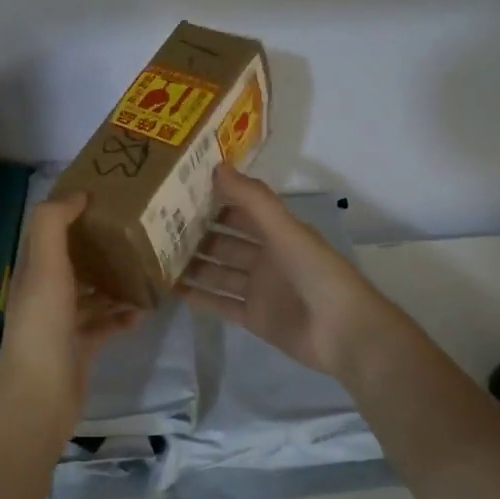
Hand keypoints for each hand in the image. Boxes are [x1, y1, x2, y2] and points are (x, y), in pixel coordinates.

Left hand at [0, 194, 145, 414]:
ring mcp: (64, 322)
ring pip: (93, 293)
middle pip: (76, 261)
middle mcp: (46, 292)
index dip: (74, 212)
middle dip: (102, 247)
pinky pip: (106, 324)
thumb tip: (77, 194)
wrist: (41, 393)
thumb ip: (53, 224)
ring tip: (148, 268)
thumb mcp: (44, 264)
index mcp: (34, 269)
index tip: (107, 196)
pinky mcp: (82, 346)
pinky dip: (123, 316)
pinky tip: (143, 311)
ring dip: (117, 282)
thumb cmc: (43, 323)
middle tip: (138, 231)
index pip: (52, 231)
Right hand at [178, 166, 401, 380]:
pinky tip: (171, 289)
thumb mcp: (285, 229)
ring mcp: (259, 289)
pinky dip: (198, 297)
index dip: (215, 199)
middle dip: (197, 232)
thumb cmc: (316, 273)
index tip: (179, 189)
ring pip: (218, 271)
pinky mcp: (253, 318)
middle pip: (225, 241)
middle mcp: (266, 257)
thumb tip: (217, 166)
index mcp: (278, 232)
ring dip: (193, 264)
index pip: (241, 210)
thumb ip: (253, 200)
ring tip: (156, 255)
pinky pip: (220, 303)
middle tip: (157, 223)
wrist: (342, 332)